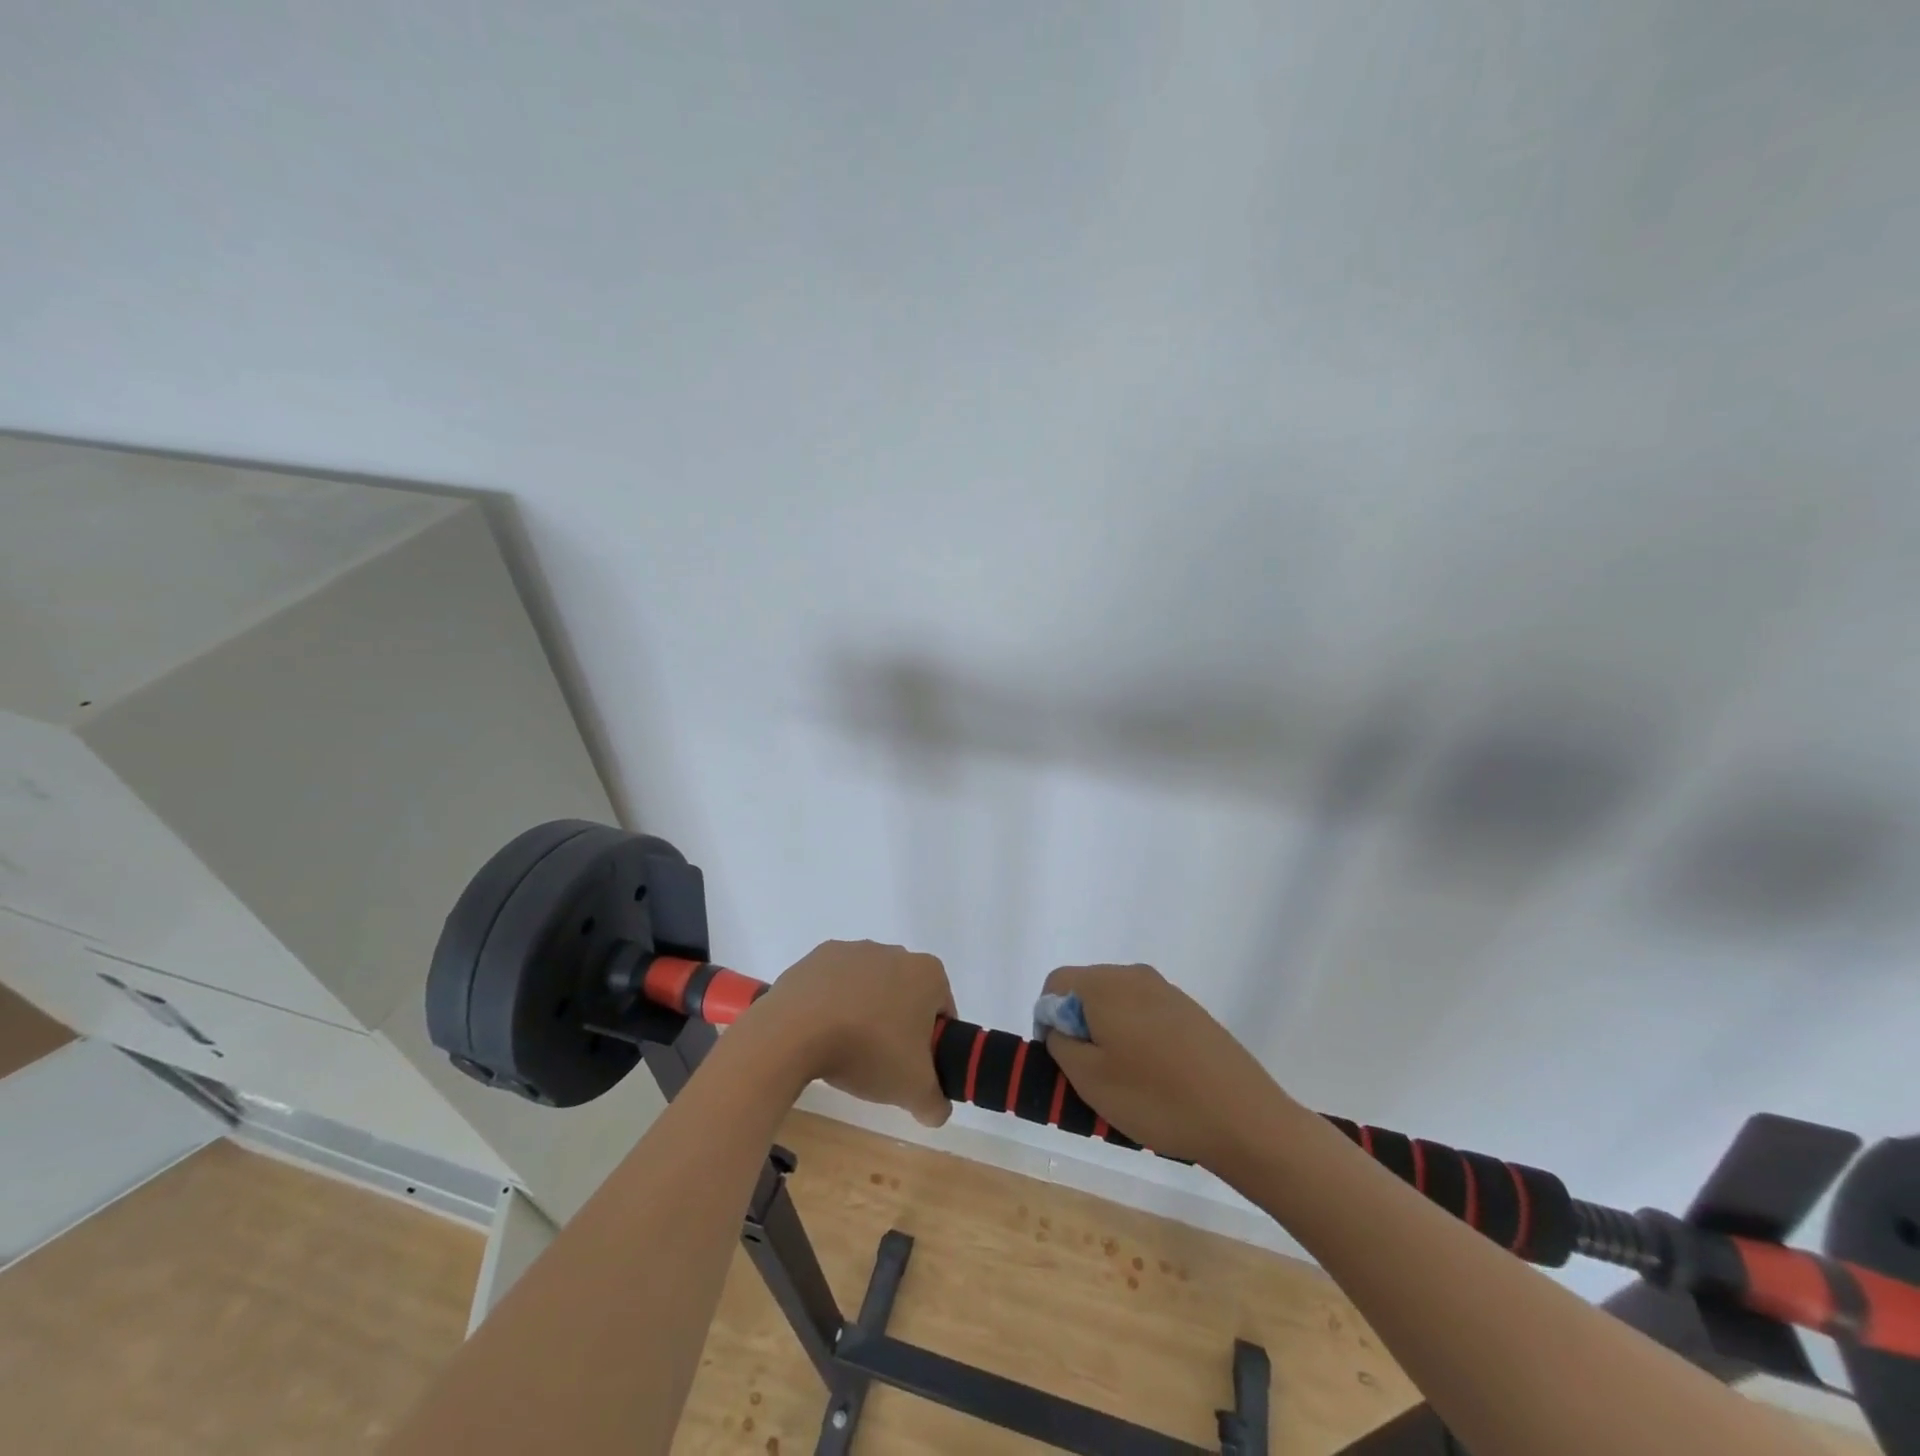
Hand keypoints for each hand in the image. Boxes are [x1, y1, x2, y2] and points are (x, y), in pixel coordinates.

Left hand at [752, 940, 955, 1127]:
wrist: (797, 1031)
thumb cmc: (869, 1050)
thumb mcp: (913, 1089)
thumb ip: (935, 1103)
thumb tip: (936, 1110)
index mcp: (927, 973)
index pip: (942, 1010)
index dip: (933, 1042)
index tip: (914, 1066)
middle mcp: (894, 952)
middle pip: (905, 994)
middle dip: (897, 1024)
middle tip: (882, 1062)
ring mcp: (853, 950)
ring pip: (869, 987)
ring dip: (864, 1012)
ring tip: (846, 1050)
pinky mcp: (818, 956)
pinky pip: (834, 984)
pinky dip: (832, 1003)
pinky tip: (820, 1032)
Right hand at [1041, 964, 1290, 1170]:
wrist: (1244, 1119)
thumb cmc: (1156, 1099)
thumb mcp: (1089, 1079)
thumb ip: (1061, 1043)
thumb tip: (1059, 1023)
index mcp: (1106, 984)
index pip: (1056, 983)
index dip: (1048, 1019)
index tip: (1062, 1060)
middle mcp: (1136, 975)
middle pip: (1087, 989)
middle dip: (1079, 1026)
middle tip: (1090, 1075)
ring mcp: (1168, 992)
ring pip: (1118, 1004)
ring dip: (1109, 1035)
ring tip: (1125, 1082)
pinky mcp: (1192, 1013)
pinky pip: (1147, 1016)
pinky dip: (1138, 1040)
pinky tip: (1156, 1079)